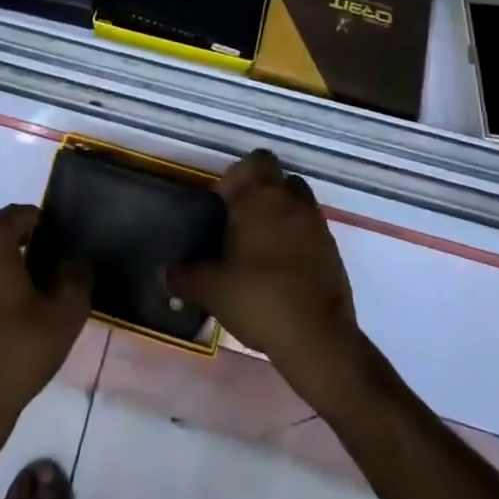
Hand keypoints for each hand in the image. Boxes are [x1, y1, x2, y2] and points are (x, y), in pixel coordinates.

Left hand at [0, 204, 90, 437]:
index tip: (67, 254)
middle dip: (31, 248)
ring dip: (10, 268)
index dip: (50, 230)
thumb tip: (75, 263)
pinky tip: (12, 316)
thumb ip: (77, 277)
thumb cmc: (15, 350)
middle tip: (57, 276)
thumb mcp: (64, 313)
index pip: (26, 215)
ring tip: (37, 298)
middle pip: (4, 232)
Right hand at [171, 151, 360, 402]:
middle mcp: (293, 202)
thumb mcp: (211, 288)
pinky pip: (311, 235)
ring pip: (297, 207)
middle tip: (239, 226)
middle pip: (279, 181)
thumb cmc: (258, 297)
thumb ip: (184, 275)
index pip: (256, 160)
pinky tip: (280, 275)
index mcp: (262, 196)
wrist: (318, 339)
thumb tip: (164, 272)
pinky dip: (297, 245)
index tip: (223, 203)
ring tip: (259, 252)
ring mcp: (318, 227)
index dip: (239, 175)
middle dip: (261, 196)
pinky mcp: (334, 254)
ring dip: (281, 220)